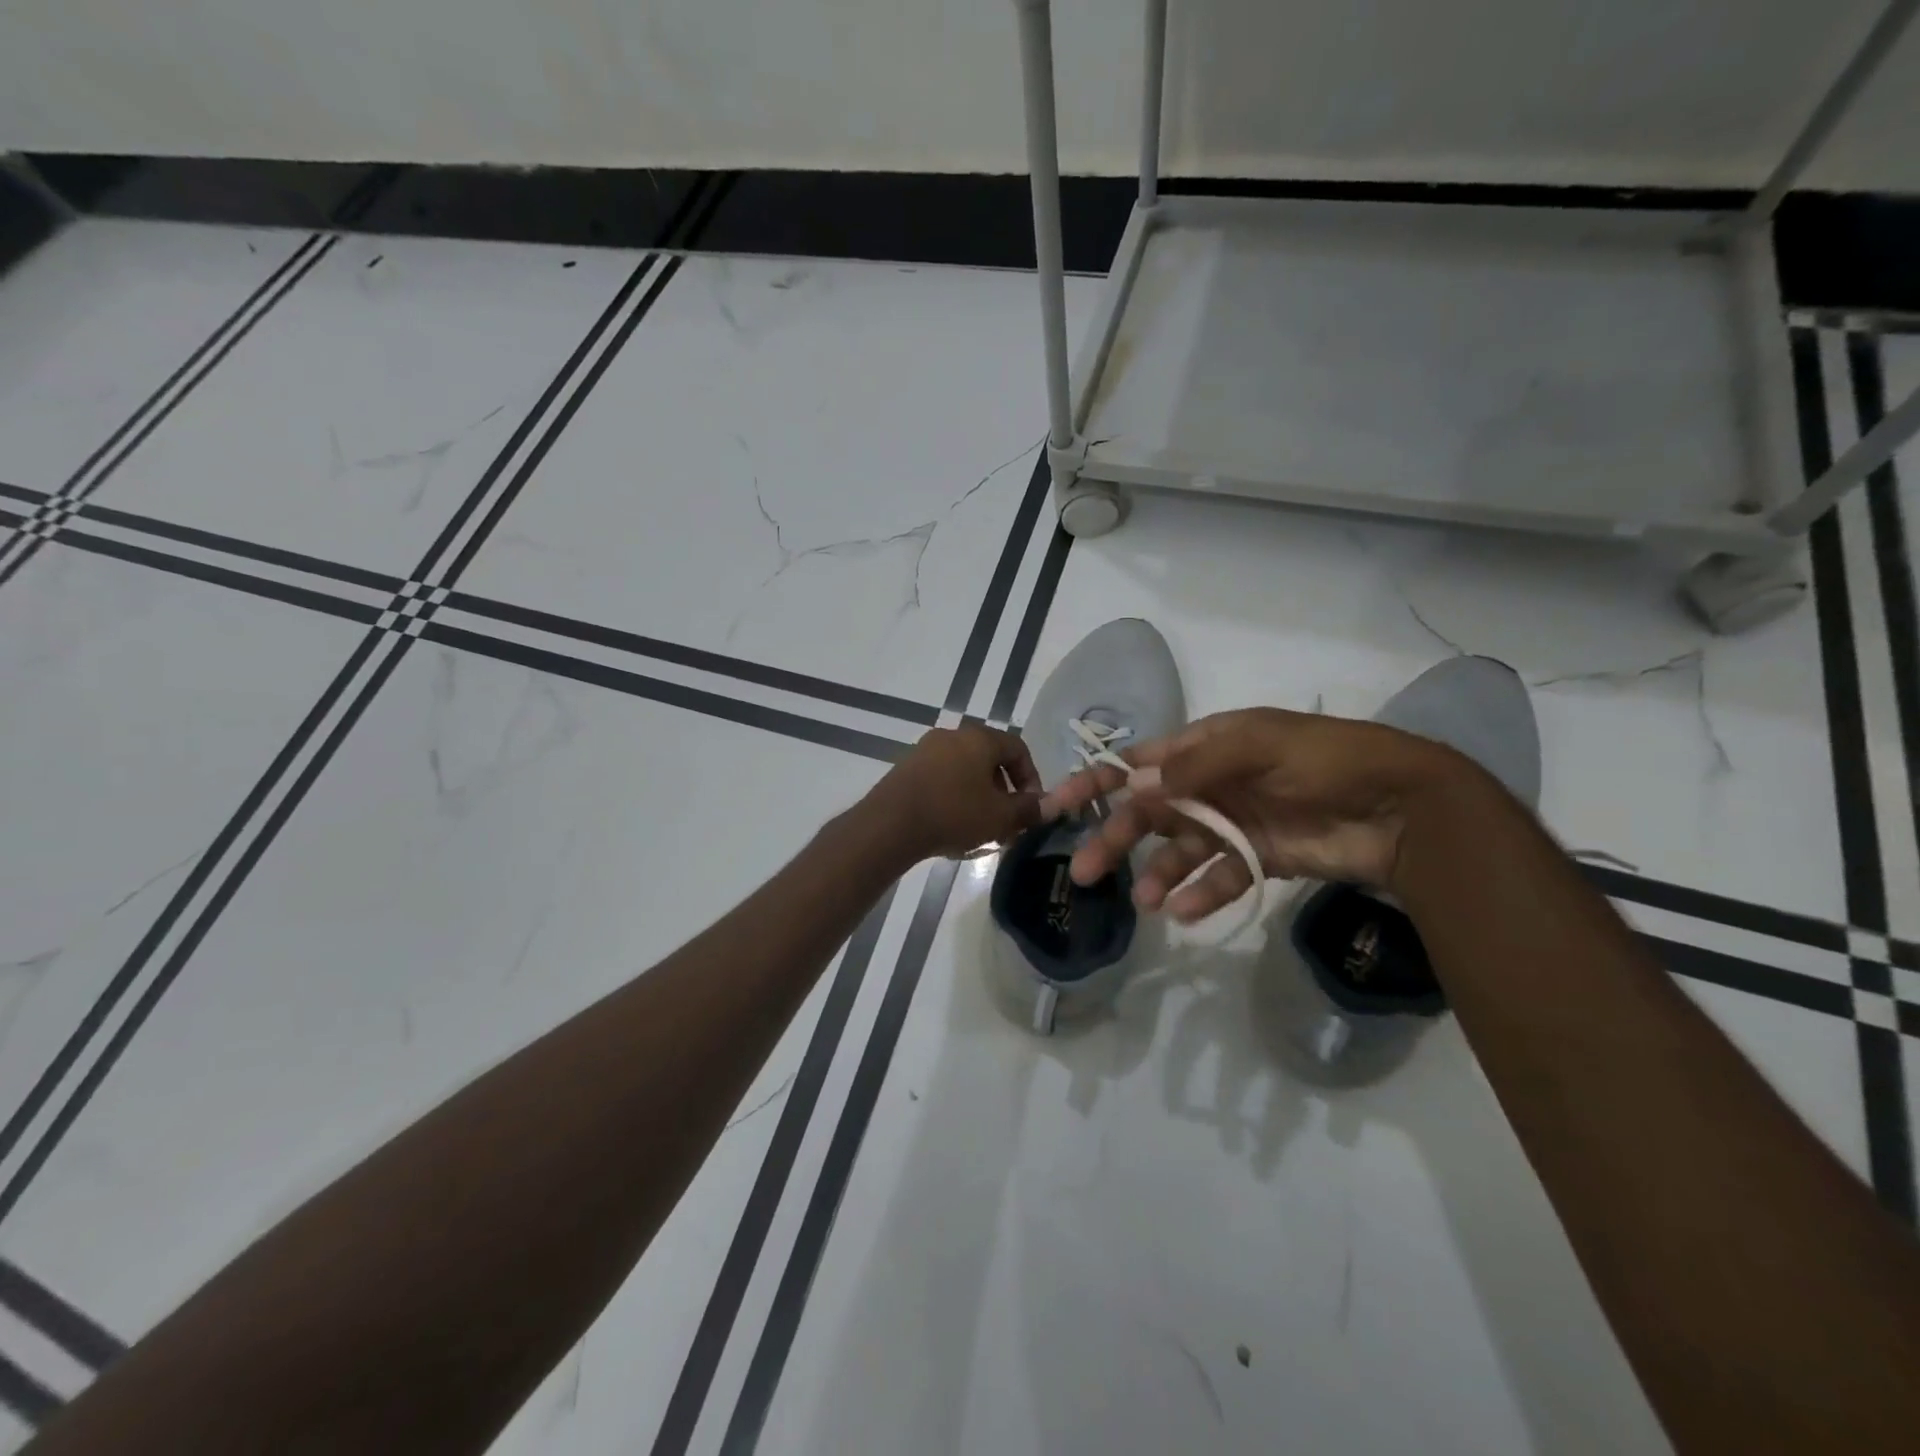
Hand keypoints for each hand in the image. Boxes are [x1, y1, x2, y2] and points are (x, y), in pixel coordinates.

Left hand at [866, 724, 1043, 861]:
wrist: (890, 824)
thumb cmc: (953, 814)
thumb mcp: (1000, 817)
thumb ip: (1029, 809)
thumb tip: (1049, 805)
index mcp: (980, 738)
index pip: (1018, 749)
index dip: (1031, 779)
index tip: (1032, 807)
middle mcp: (953, 735)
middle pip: (990, 760)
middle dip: (1004, 792)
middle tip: (1007, 822)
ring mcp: (926, 750)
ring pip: (965, 771)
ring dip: (980, 797)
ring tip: (981, 829)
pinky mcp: (907, 768)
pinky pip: (942, 779)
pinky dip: (955, 797)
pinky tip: (953, 826)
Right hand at [1039, 708, 1461, 920]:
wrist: (1404, 807)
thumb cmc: (1329, 761)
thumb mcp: (1262, 745)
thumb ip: (1198, 765)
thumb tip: (1136, 785)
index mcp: (1205, 747)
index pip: (1137, 763)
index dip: (1095, 782)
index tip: (1058, 807)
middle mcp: (1211, 784)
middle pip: (1149, 812)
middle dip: (1113, 838)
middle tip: (1083, 871)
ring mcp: (1233, 823)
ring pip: (1178, 850)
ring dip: (1155, 873)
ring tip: (1142, 901)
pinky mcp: (1259, 858)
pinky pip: (1219, 877)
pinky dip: (1200, 893)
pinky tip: (1180, 911)